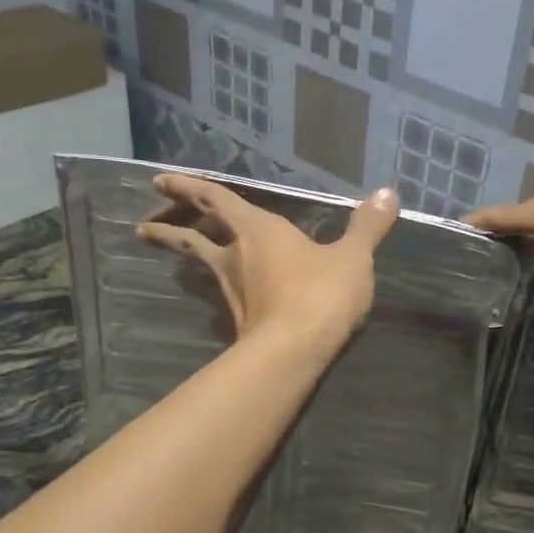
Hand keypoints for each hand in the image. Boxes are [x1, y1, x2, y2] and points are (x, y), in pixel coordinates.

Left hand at [138, 174, 398, 351]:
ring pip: (200, 265)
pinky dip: (212, 285)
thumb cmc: (321, 294)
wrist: (295, 352)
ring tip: (161, 249)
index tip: (159, 181)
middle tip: (145, 225)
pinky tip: (216, 292)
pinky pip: (219, 293)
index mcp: (259, 230)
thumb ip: (368, 226)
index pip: (217, 200)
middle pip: (194, 236)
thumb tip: (389, 193)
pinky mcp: (238, 320)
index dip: (189, 187)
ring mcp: (232, 291)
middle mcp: (237, 256)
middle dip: (170, 225)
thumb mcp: (353, 257)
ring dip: (179, 255)